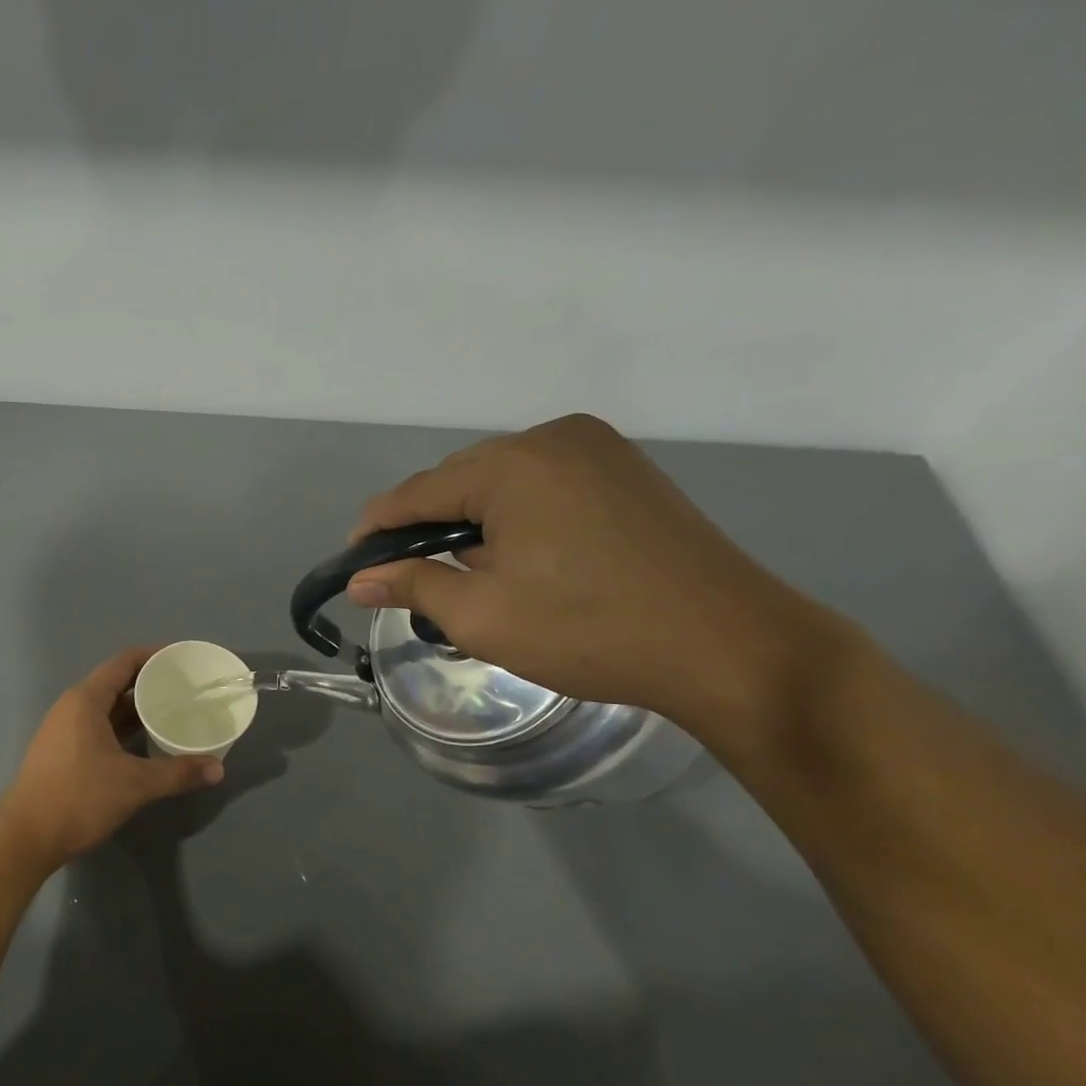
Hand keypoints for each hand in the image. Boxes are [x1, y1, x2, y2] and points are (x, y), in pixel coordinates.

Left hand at [0, 646, 224, 866]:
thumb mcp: (134, 785)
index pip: (123, 662)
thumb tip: (218, 769)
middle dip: (149, 684)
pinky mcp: (61, 752)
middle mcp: (71, 707)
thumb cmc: (78, 798)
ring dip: (136, 709)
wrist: (25, 837)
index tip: (182, 660)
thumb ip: (177, 773)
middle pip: (115, 683)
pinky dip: (122, 729)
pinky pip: (98, 727)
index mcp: (85, 700)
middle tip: (185, 690)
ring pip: (106, 709)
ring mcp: (63, 730)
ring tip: (172, 713)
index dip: (153, 656)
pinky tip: (145, 743)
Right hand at [346, 414, 832, 733]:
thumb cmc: (590, 631)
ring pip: (500, 481)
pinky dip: (514, 515)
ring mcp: (596, 448)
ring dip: (471, 522)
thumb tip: (360, 580)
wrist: (731, 647)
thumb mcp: (482, 616)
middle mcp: (552, 438)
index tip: (354, 566)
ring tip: (464, 573)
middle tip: (409, 580)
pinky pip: (541, 483)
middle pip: (457, 480)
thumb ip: (411, 587)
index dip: (376, 530)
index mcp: (512, 465)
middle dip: (426, 527)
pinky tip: (517, 555)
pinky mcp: (624, 470)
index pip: (415, 492)